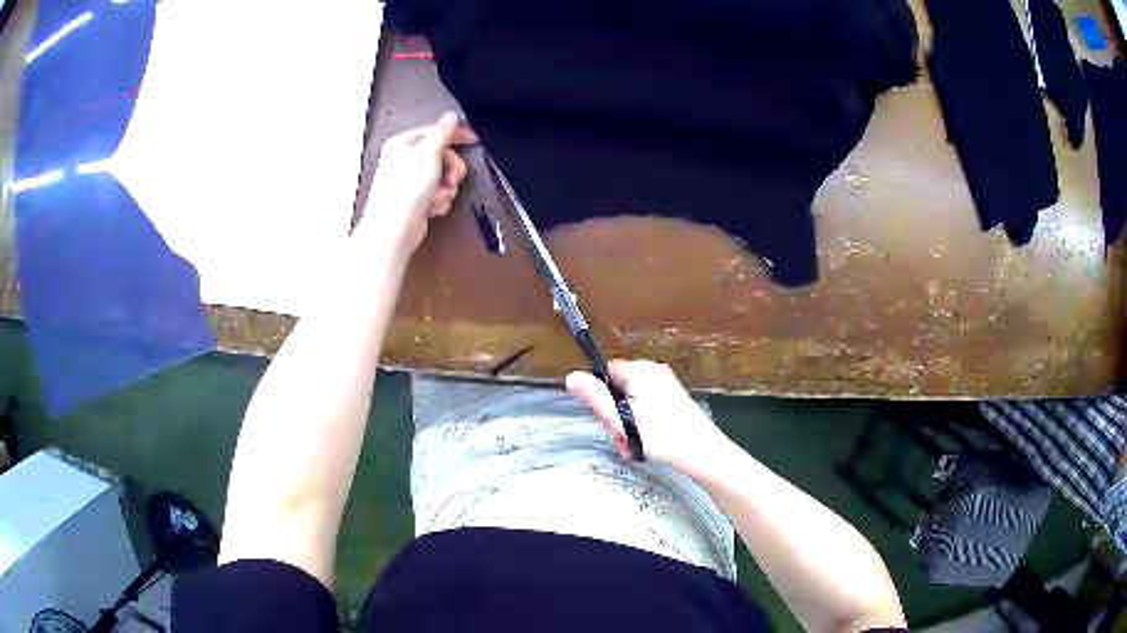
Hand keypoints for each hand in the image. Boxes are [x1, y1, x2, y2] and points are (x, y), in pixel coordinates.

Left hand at [359, 111, 477, 254]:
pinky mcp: (417, 200)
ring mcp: (411, 181)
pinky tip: (430, 208)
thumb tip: (451, 115)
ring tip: (435, 197)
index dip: (455, 134)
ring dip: (445, 188)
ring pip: (444, 176)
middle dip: (451, 169)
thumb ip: (443, 132)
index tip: (474, 138)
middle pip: (443, 155)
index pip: (435, 131)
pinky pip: (439, 193)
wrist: (394, 230)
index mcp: (402, 144)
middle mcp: (405, 160)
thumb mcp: (428, 153)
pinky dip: (439, 201)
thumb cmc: (405, 190)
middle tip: (451, 179)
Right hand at [566, 360, 730, 475]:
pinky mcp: (672, 401)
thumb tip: (571, 377)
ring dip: (626, 427)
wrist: (703, 453)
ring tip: (633, 447)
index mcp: (641, 370)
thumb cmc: (662, 435)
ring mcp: (664, 386)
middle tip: (622, 439)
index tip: (606, 420)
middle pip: (617, 390)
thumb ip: (597, 398)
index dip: (600, 397)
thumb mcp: (623, 420)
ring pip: (630, 404)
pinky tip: (644, 445)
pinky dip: (640, 427)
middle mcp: (653, 372)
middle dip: (614, 418)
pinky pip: (645, 409)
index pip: (606, 373)